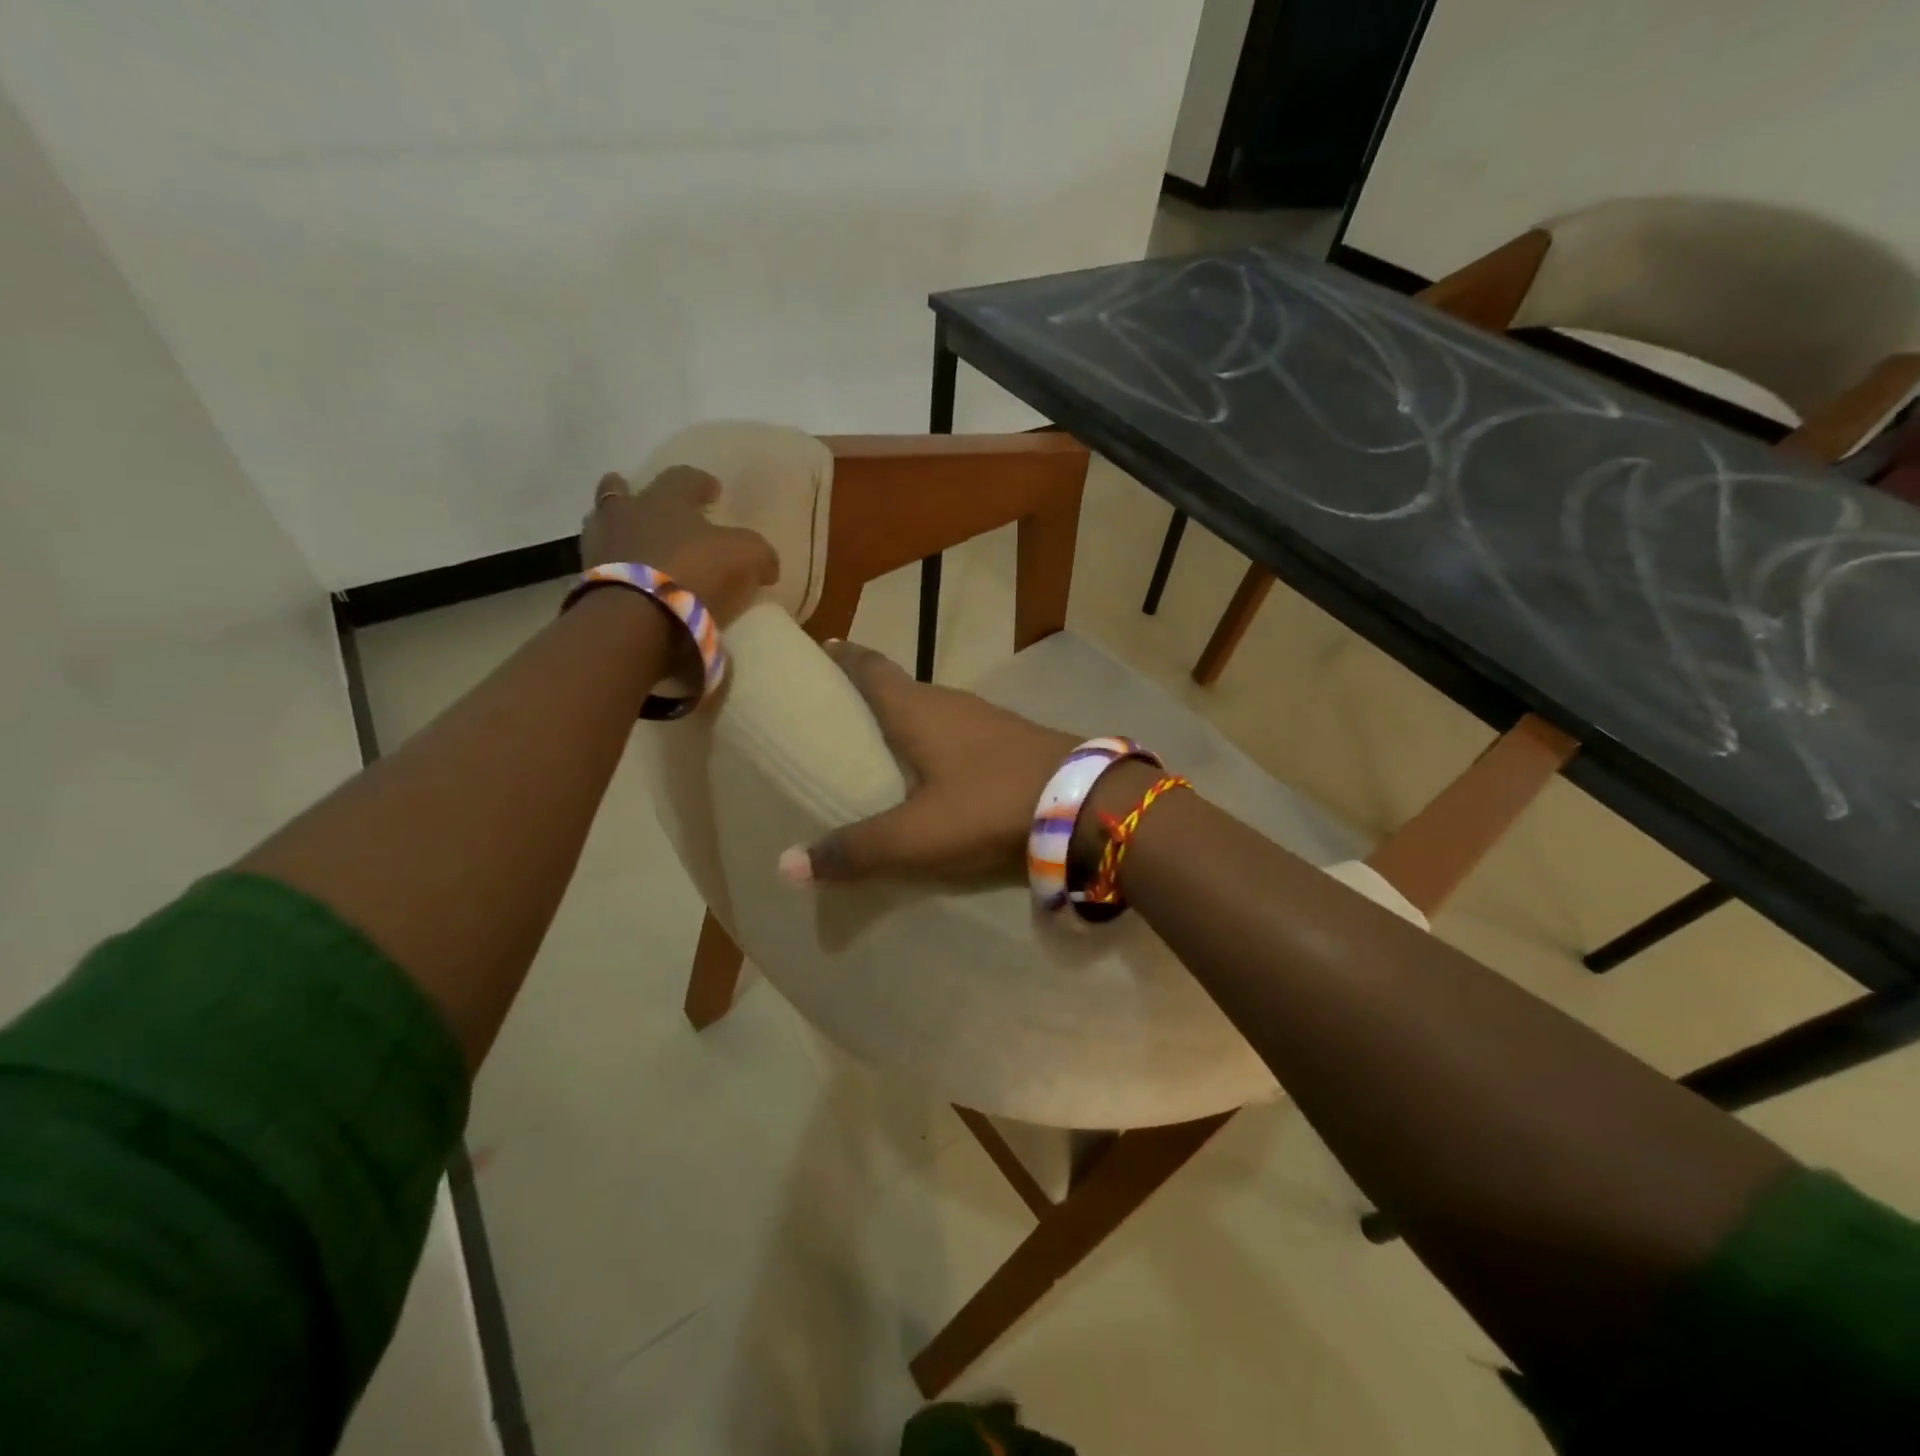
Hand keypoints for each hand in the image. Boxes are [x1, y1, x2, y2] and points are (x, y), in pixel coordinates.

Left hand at [583, 468, 777, 625]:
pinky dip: (616, 568)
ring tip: (636, 545)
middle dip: (635, 494)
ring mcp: (600, 546)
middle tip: (651, 506)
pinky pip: (602, 566)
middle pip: (621, 492)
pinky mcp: (587, 582)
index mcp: (665, 498)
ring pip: (604, 526)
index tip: (713, 490)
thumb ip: (759, 553)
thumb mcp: (745, 556)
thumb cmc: (693, 572)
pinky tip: (631, 580)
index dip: (700, 482)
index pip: (683, 477)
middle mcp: (626, 513)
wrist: (636, 618)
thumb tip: (766, 565)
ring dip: (619, 531)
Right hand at [779, 640, 1077, 883]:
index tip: (821, 646)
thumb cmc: (988, 805)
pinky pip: (960, 731)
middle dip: (869, 691)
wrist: (1084, 804)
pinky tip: (938, 768)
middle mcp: (950, 703)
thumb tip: (785, 865)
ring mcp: (987, 719)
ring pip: (934, 710)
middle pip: (900, 687)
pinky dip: (938, 740)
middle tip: (838, 709)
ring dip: (907, 717)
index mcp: (917, 710)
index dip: (843, 656)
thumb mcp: (916, 836)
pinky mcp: (1012, 740)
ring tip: (882, 740)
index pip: (869, 668)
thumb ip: (856, 850)